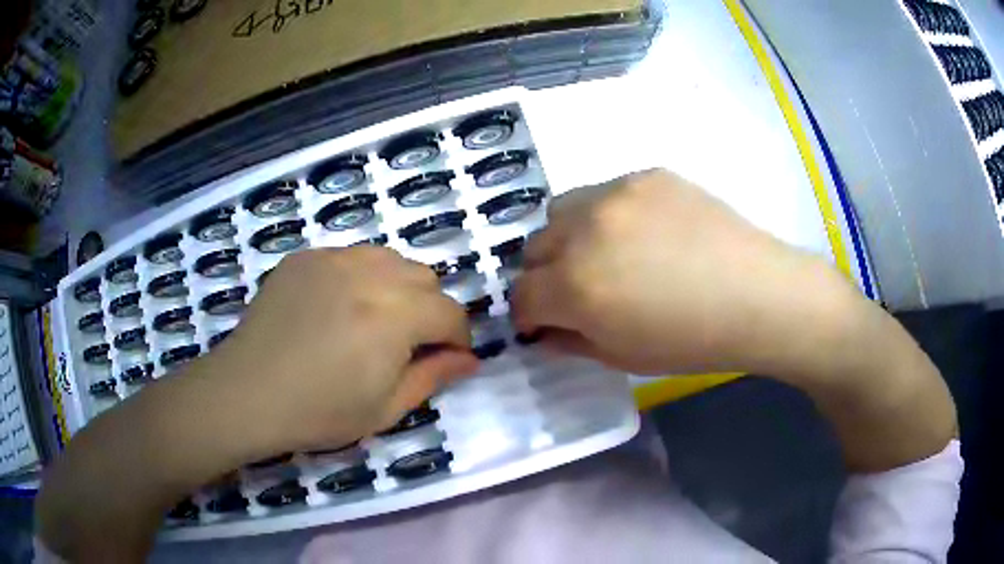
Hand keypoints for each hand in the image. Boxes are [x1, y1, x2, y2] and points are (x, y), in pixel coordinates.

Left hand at [210, 247, 477, 453]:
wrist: (248, 393)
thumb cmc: (318, 412)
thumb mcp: (385, 408)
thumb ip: (433, 377)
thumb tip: (469, 359)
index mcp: (392, 317)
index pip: (450, 312)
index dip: (458, 337)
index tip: (448, 358)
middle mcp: (367, 274)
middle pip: (425, 277)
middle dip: (429, 309)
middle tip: (407, 343)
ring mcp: (332, 259)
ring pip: (390, 258)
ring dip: (397, 287)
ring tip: (375, 320)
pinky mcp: (305, 257)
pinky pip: (350, 255)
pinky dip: (360, 277)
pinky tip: (338, 307)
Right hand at [511, 169, 850, 375]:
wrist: (758, 296)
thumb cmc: (692, 341)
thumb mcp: (622, 357)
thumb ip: (570, 341)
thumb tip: (544, 329)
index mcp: (575, 286)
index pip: (522, 295)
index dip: (527, 313)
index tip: (542, 321)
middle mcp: (584, 231)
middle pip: (534, 247)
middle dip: (545, 274)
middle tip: (576, 289)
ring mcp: (616, 194)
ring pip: (562, 210)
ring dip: (568, 237)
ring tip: (604, 253)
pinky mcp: (646, 175)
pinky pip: (606, 192)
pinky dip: (608, 215)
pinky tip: (644, 233)